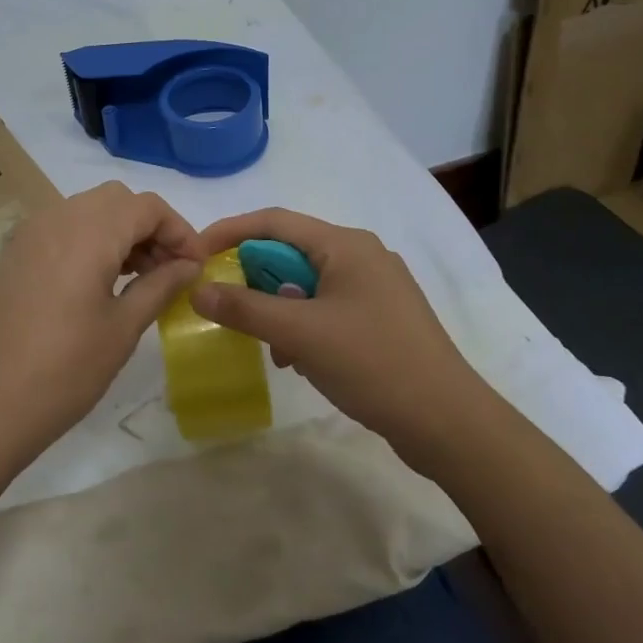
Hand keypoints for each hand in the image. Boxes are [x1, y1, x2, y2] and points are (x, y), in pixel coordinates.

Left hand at [0, 181, 202, 468]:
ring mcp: (29, 234)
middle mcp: (56, 218)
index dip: (179, 230)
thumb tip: (189, 265)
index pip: (147, 206)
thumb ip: (161, 285)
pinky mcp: (14, 254)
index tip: (195, 267)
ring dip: (120, 232)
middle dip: (150, 227)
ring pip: (88, 210)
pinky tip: (99, 281)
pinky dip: (90, 240)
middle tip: (168, 270)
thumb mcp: (123, 328)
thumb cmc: (64, 370)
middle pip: (117, 200)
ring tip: (139, 278)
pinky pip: (62, 227)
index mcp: (88, 232)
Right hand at [190, 208, 481, 460]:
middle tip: (228, 307)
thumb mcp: (300, 334)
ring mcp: (375, 288)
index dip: (230, 231)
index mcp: (346, 245)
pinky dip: (303, 326)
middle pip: (291, 252)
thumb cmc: (372, 363)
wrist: (446, 420)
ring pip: (307, 284)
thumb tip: (199, 290)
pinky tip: (298, 360)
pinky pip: (327, 308)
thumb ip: (245, 308)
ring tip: (271, 346)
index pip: (274, 221)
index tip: (195, 253)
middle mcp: (362, 255)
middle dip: (256, 279)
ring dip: (279, 309)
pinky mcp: (381, 318)